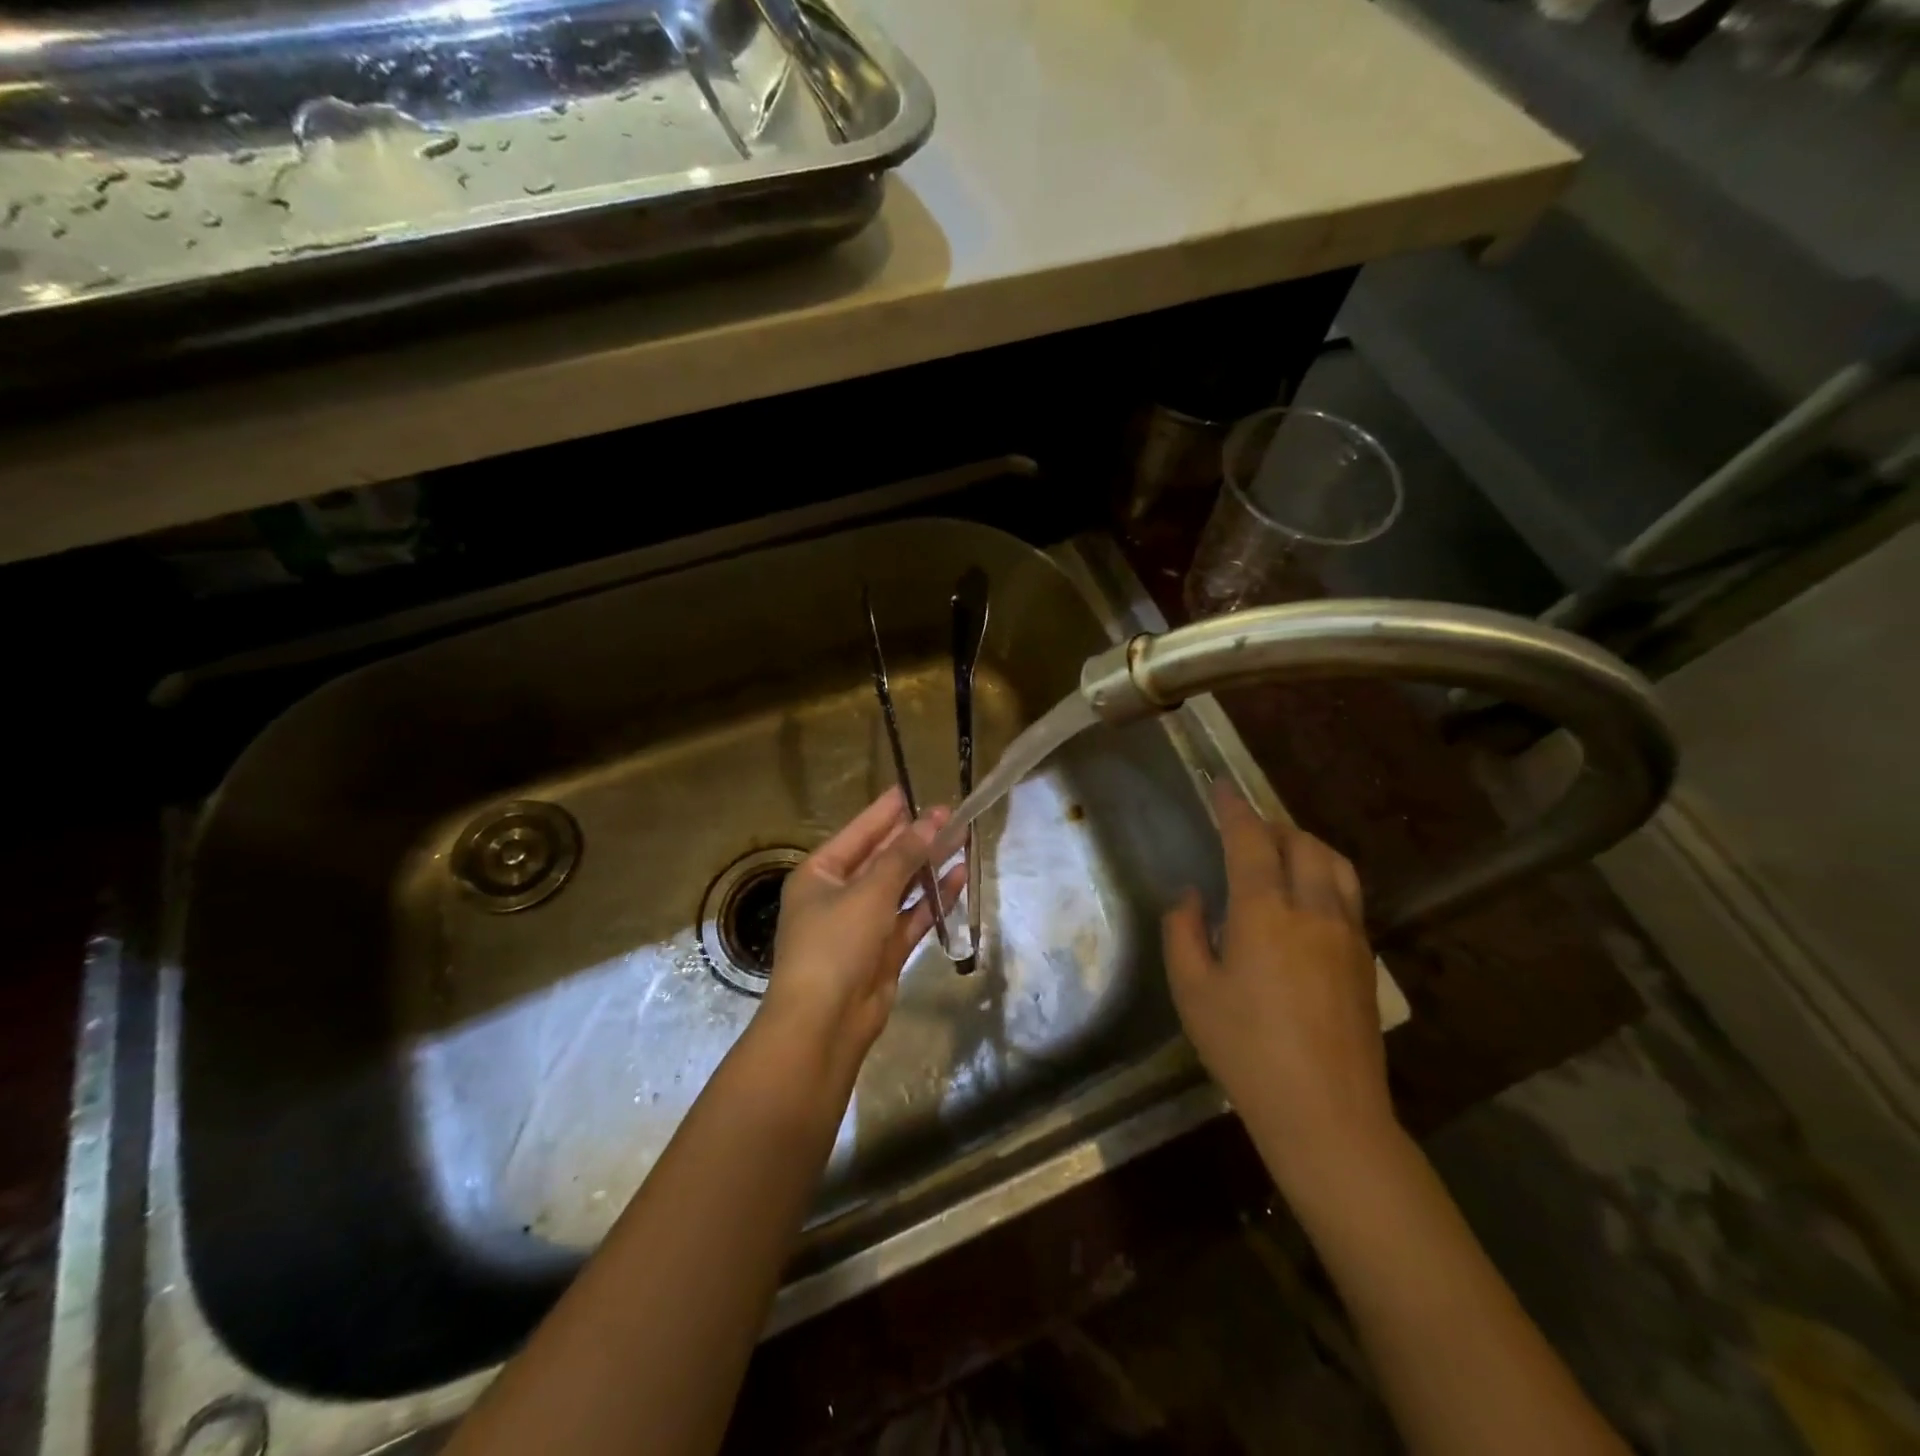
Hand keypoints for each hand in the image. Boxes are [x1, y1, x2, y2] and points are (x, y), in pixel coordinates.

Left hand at [759, 788, 964, 1088]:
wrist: (824, 1023)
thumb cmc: (835, 944)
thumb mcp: (869, 891)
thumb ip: (903, 855)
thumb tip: (932, 820)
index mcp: (819, 874)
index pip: (859, 832)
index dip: (887, 811)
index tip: (914, 789)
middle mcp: (839, 894)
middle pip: (882, 858)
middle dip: (915, 837)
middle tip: (950, 813)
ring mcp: (862, 924)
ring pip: (901, 887)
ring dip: (928, 866)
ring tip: (962, 839)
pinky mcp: (884, 950)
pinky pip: (912, 916)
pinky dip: (933, 899)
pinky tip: (959, 877)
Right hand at [1162, 784, 1393, 1188]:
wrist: (1327, 1114)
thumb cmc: (1245, 1050)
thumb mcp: (1192, 991)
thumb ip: (1183, 932)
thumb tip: (1192, 897)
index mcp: (1265, 913)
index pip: (1250, 840)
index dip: (1234, 807)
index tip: (1220, 786)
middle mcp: (1314, 911)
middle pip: (1302, 843)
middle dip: (1272, 825)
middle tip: (1245, 828)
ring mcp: (1348, 935)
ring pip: (1335, 865)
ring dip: (1305, 845)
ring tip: (1280, 854)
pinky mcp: (1366, 961)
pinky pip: (1347, 895)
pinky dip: (1324, 875)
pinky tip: (1304, 900)